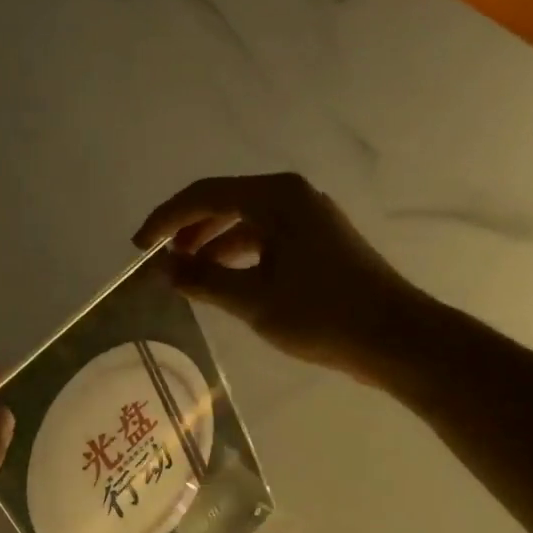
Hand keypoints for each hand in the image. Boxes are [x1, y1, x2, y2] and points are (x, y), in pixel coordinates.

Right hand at [134, 173, 436, 385]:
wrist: (394, 337)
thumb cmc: (321, 314)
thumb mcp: (252, 300)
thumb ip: (202, 280)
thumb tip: (164, 269)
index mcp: (276, 198)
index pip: (204, 194)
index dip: (165, 219)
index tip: (138, 248)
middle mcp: (292, 197)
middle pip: (223, 202)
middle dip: (186, 229)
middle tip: (158, 260)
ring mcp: (308, 219)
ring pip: (244, 221)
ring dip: (210, 244)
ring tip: (184, 274)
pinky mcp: (318, 242)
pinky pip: (264, 238)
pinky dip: (236, 255)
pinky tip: (222, 281)